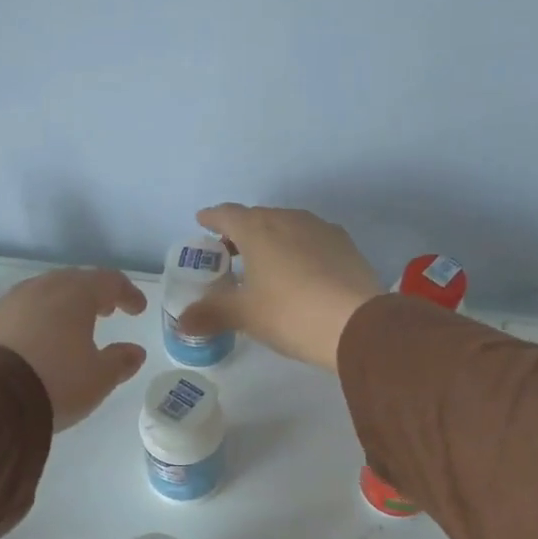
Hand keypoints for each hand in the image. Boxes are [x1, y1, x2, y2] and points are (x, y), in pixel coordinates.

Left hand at [0, 268, 148, 429]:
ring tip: (72, 325)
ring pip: (44, 293)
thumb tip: (135, 351)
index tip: (138, 309)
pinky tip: (38, 340)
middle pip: (74, 281)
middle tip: (106, 310)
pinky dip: (37, 319)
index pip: (109, 281)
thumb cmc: (56, 381)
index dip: (127, 293)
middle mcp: (42, 288)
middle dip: (94, 294)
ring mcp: (10, 302)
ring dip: (63, 305)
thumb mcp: (99, 378)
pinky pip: (21, 311)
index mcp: (75, 295)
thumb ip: (120, 361)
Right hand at [176, 205, 381, 371]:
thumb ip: (211, 314)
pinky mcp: (345, 245)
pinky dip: (298, 250)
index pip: (227, 214)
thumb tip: (181, 322)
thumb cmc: (290, 314)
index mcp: (257, 229)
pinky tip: (300, 272)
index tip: (202, 222)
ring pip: (287, 227)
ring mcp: (321, 229)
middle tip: (229, 250)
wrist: (356, 324)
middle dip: (240, 231)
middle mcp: (288, 219)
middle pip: (258, 218)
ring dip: (271, 239)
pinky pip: (311, 240)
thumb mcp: (245, 316)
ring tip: (264, 263)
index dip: (212, 218)